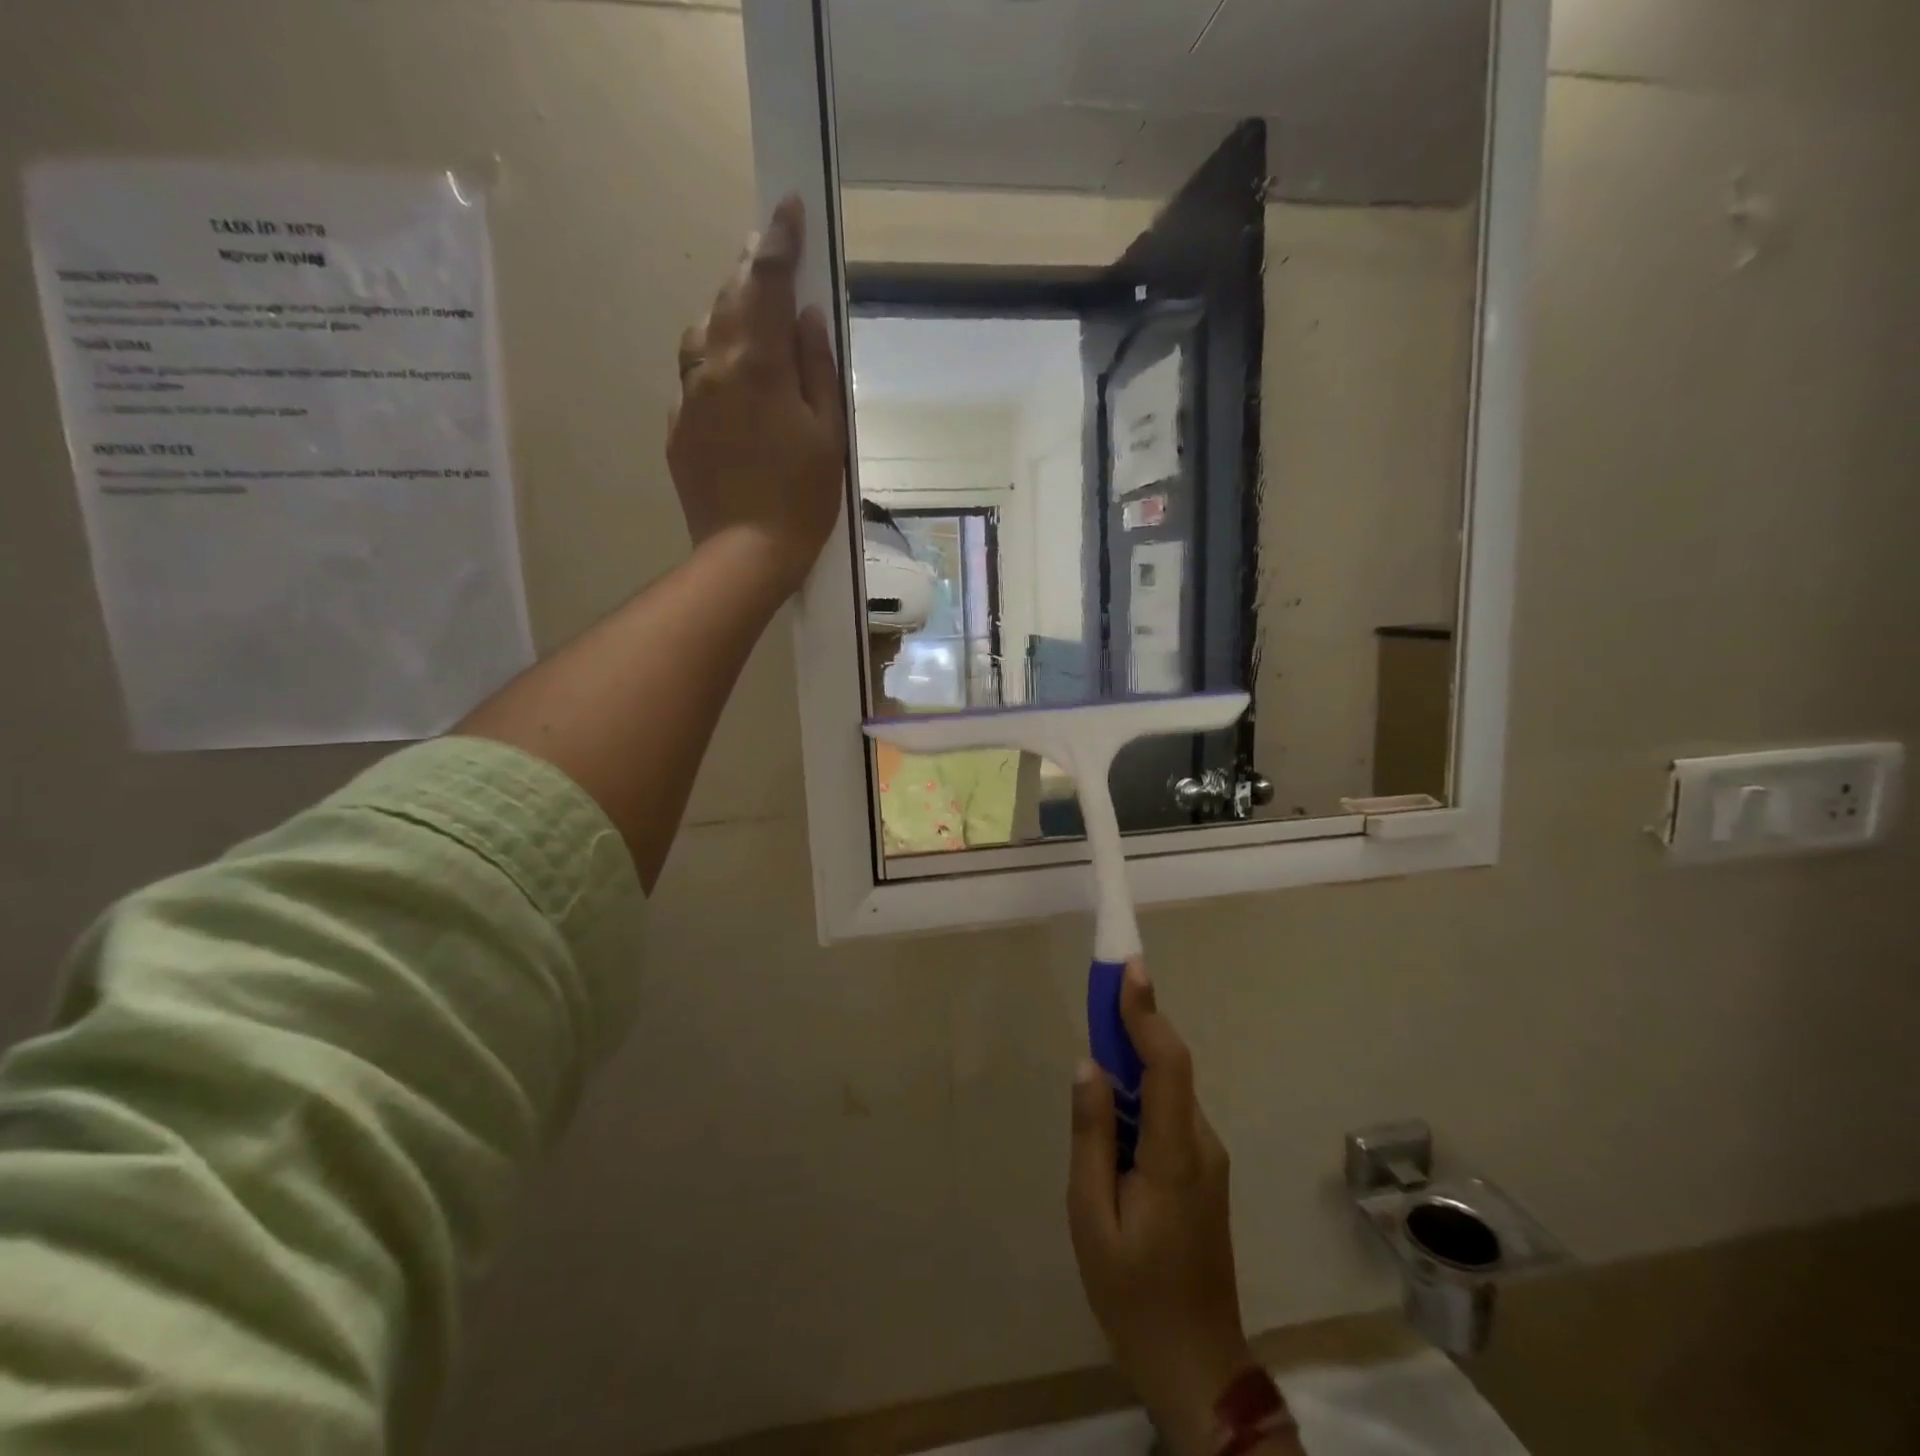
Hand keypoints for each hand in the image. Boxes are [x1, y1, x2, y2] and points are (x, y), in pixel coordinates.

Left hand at [669, 195, 847, 598]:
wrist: (745, 556)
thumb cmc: (801, 500)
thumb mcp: (827, 435)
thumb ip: (816, 369)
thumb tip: (805, 317)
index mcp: (757, 365)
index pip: (766, 282)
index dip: (780, 241)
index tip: (789, 206)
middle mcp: (713, 368)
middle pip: (728, 299)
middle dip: (751, 271)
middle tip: (771, 255)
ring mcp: (688, 399)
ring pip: (703, 336)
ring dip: (728, 317)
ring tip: (752, 322)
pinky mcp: (678, 430)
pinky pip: (695, 381)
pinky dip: (715, 368)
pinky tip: (735, 390)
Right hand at [1068, 962, 1253, 1455]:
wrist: (1197, 1365)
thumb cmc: (1134, 1295)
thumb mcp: (1092, 1218)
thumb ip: (1091, 1137)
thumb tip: (1089, 1066)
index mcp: (1174, 1154)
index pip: (1167, 1063)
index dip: (1147, 1011)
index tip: (1130, 968)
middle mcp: (1201, 1144)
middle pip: (1170, 1067)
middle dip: (1135, 1025)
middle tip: (1100, 993)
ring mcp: (1207, 1159)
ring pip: (1168, 1091)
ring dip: (1134, 1062)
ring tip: (1095, 1062)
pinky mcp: (1202, 1172)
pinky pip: (1168, 1115)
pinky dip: (1141, 1095)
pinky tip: (1111, 1118)